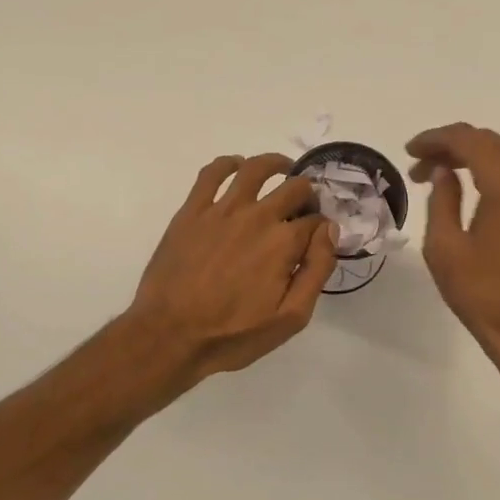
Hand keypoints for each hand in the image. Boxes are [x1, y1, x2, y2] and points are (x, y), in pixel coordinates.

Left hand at [127, 152, 336, 386]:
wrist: (170, 336)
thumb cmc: (233, 335)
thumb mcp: (290, 318)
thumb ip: (316, 271)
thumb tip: (329, 231)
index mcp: (284, 243)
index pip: (317, 222)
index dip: (323, 229)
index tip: (318, 240)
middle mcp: (257, 216)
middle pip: (294, 188)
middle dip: (307, 196)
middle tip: (303, 211)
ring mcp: (222, 210)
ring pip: (256, 169)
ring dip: (276, 165)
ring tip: (282, 171)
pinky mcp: (192, 211)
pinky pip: (212, 173)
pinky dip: (229, 163)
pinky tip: (236, 168)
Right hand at [406, 124, 499, 393]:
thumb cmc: (484, 296)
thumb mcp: (445, 250)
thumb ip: (442, 202)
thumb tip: (443, 174)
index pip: (471, 141)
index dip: (437, 139)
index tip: (410, 151)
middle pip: (498, 141)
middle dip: (459, 144)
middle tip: (425, 165)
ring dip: (484, 155)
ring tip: (452, 176)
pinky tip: (482, 198)